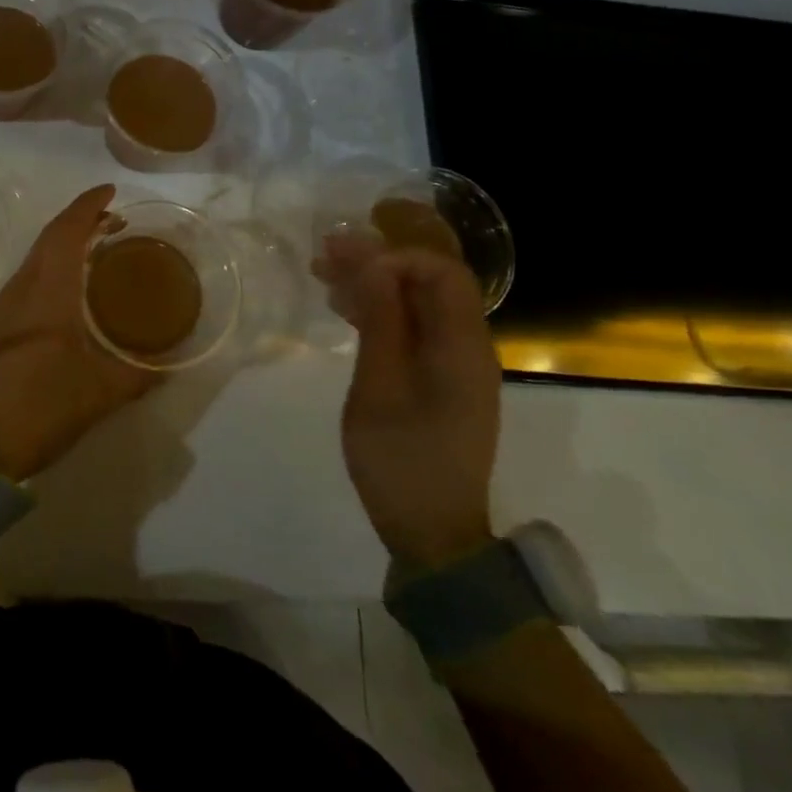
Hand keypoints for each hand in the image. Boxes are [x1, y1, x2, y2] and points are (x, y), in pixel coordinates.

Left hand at [0, 185, 156, 480]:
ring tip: (92, 266)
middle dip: (80, 227)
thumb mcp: (98, 394)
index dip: (88, 206)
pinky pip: (19, 292)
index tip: (109, 191)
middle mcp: (15, 291)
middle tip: (112, 227)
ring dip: (61, 256)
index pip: (66, 231)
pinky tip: (59, 310)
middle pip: (47, 243)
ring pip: (31, 268)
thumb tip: (167, 367)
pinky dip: (44, 283)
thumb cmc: (38, 409)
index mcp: (45, 293)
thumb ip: (137, 375)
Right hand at [314, 234, 500, 568]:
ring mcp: (456, 365)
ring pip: (418, 304)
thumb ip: (381, 321)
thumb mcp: (379, 388)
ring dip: (374, 285)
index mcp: (462, 347)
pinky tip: (344, 310)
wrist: (433, 535)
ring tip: (324, 275)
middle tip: (325, 256)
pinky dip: (381, 312)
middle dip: (378, 262)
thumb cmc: (401, 461)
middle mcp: (468, 347)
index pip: (443, 272)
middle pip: (429, 283)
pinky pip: (415, 329)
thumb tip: (375, 263)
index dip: (396, 256)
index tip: (349, 263)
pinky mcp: (442, 381)